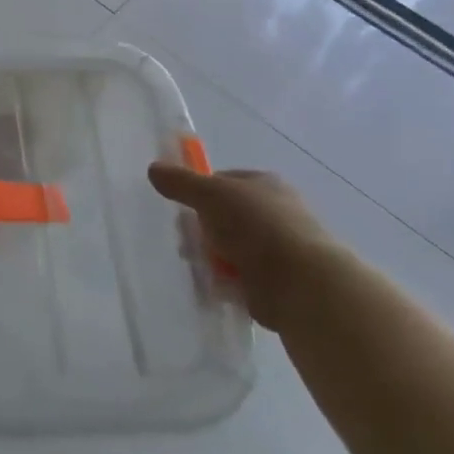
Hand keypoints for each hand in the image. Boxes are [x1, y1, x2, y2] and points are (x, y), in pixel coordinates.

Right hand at [148, 162, 348, 330]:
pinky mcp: (275, 280)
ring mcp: (277, 248)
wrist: (300, 282)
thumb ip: (180, 182)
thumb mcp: (210, 194)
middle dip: (201, 229)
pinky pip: (239, 276)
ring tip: (198, 265)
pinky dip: (225, 281)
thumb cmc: (256, 226)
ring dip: (210, 257)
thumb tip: (154, 168)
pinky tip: (214, 285)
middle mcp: (274, 212)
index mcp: (265, 184)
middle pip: (223, 216)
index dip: (199, 190)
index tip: (182, 206)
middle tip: (186, 240)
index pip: (223, 180)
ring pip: (229, 247)